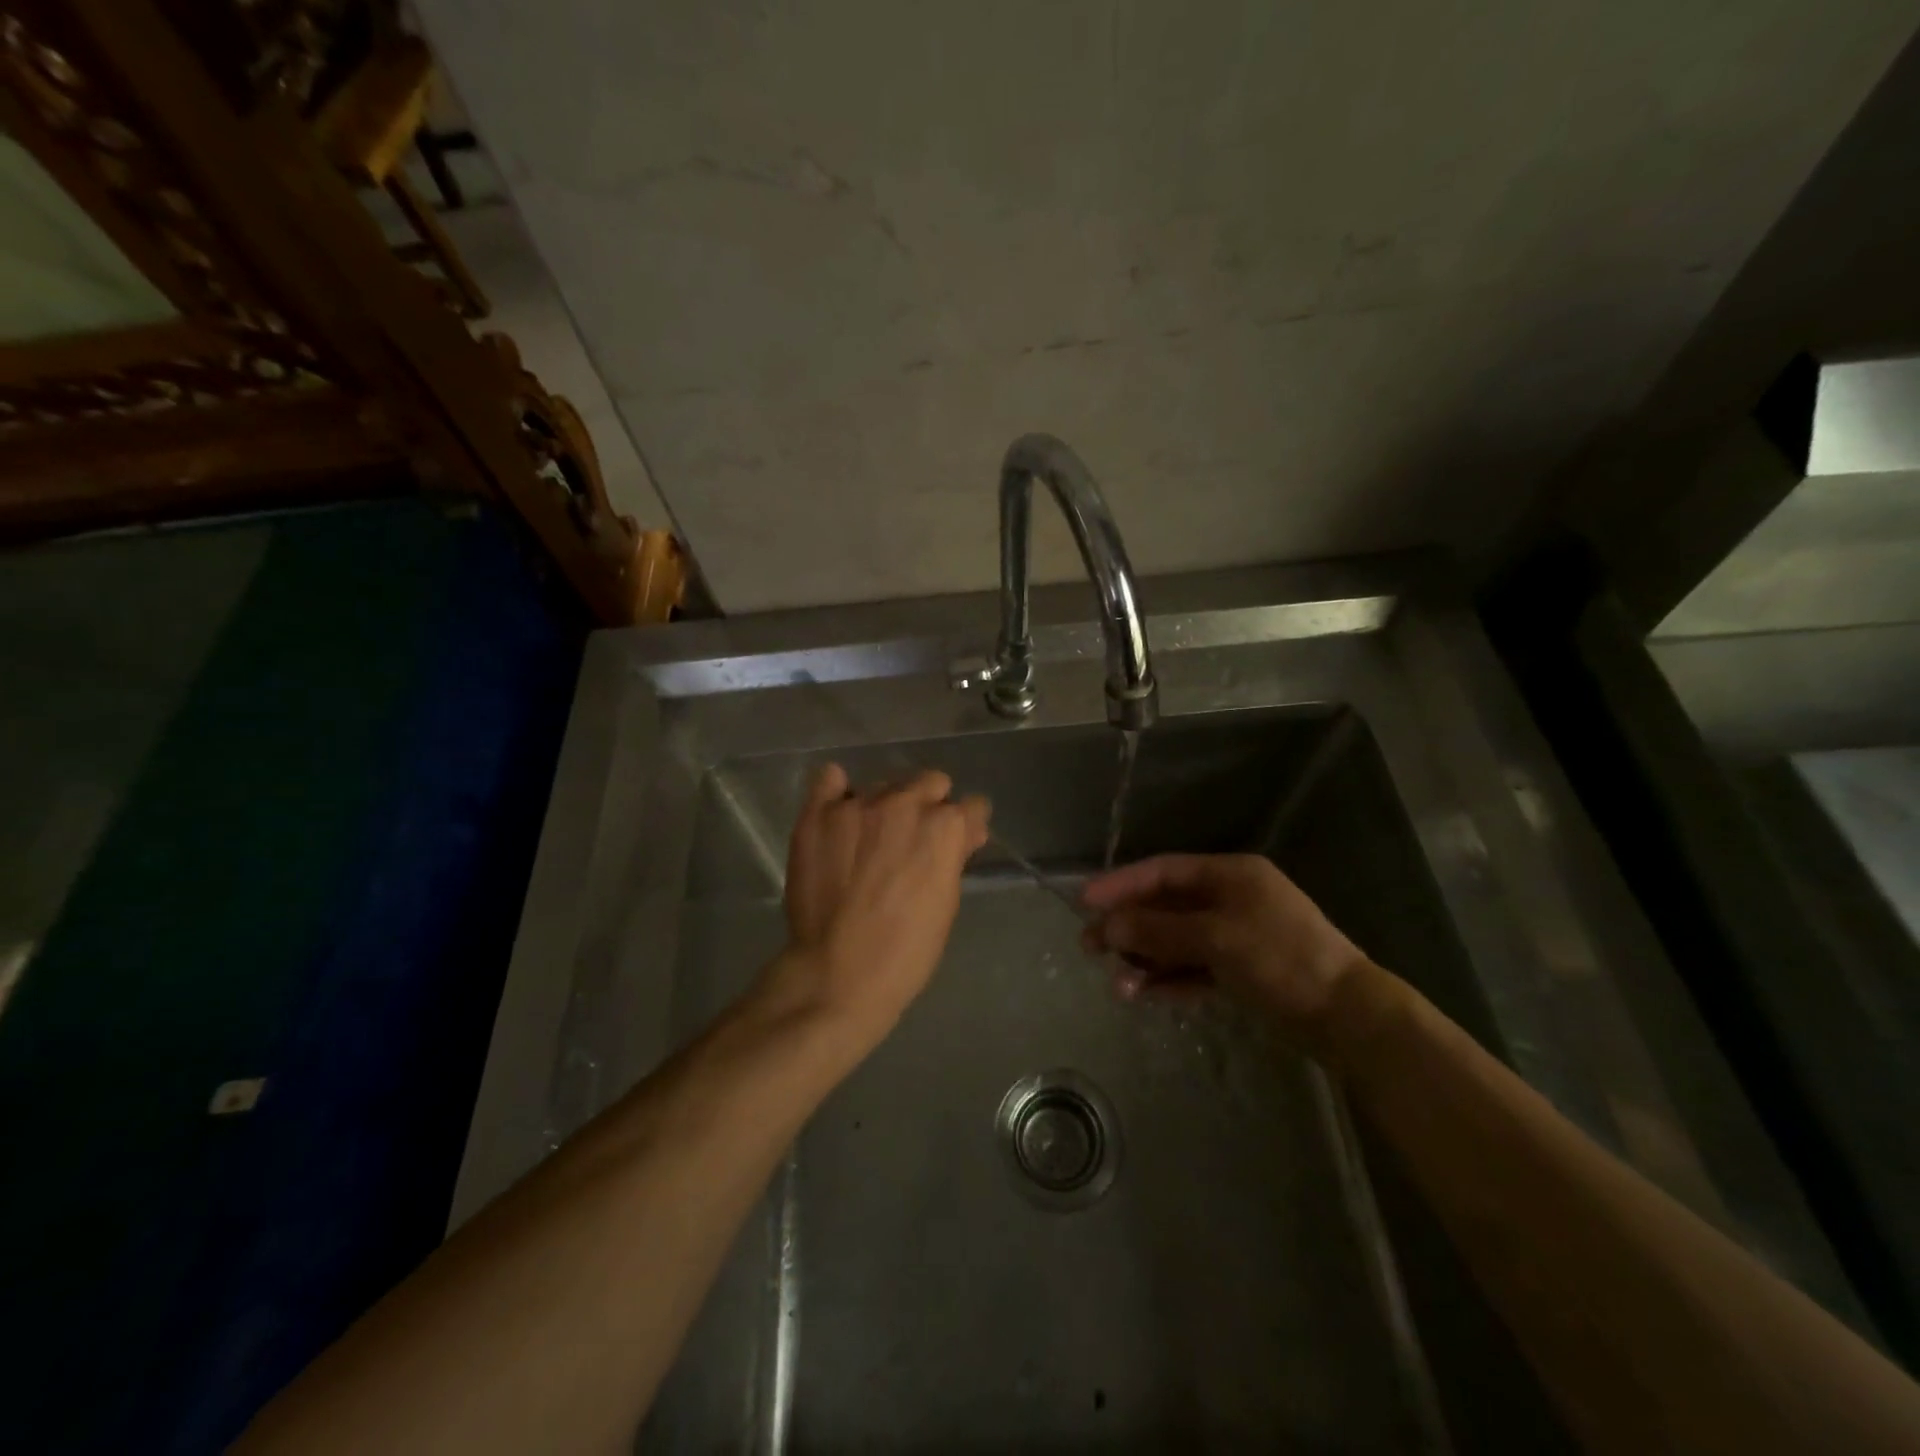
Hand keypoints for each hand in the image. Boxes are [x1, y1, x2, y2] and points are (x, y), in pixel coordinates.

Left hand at [761, 762, 990, 1051]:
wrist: (838, 974)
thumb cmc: (906, 950)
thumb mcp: (946, 902)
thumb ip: (955, 855)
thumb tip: (966, 830)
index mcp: (944, 827)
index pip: (971, 805)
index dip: (966, 826)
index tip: (958, 842)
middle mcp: (904, 803)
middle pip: (930, 782)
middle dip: (930, 806)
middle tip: (914, 840)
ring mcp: (857, 805)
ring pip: (884, 784)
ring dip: (887, 805)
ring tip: (871, 840)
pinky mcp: (818, 814)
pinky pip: (829, 779)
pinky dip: (838, 791)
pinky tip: (840, 812)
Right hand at [1080, 853, 1370, 1037]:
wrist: (1347, 1017)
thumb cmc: (1281, 959)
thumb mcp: (1215, 938)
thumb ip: (1158, 930)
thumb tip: (1108, 924)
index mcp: (1229, 875)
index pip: (1163, 871)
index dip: (1122, 884)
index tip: (1085, 901)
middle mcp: (1229, 899)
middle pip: (1165, 907)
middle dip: (1128, 927)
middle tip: (1090, 947)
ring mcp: (1234, 936)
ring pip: (1175, 941)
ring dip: (1145, 960)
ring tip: (1118, 987)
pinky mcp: (1239, 970)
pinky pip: (1192, 967)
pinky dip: (1169, 979)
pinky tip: (1145, 994)